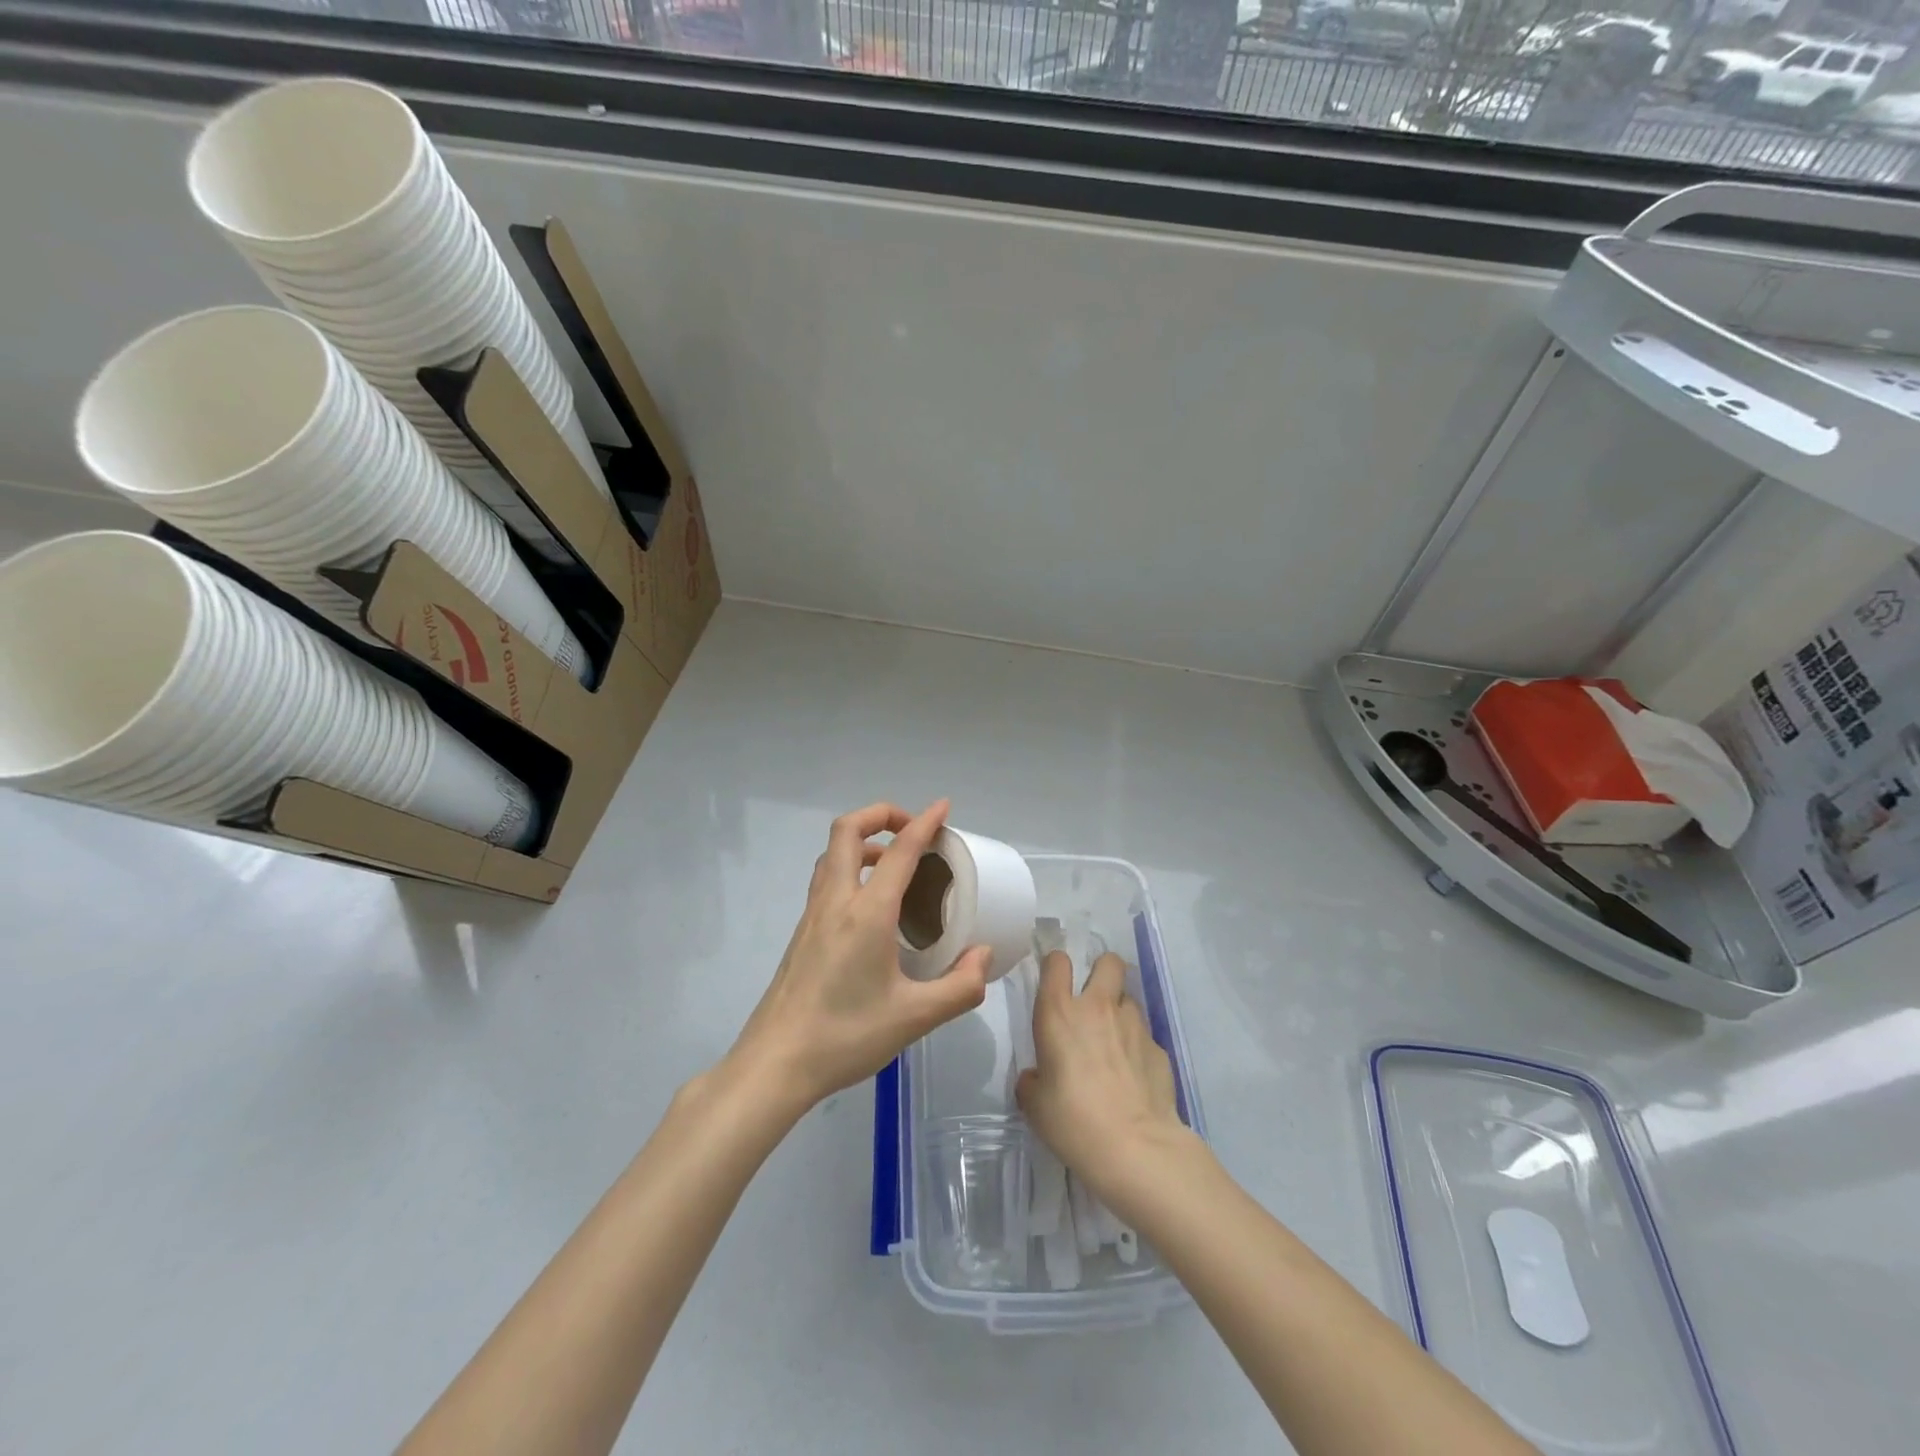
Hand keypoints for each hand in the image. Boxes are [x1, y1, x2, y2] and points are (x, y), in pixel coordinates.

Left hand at [728, 800, 991, 1111]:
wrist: (776, 1063)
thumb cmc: (845, 1036)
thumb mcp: (914, 1018)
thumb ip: (960, 987)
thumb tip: (982, 956)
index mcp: (867, 913)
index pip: (900, 851)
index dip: (924, 823)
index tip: (943, 807)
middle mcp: (836, 901)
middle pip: (847, 829)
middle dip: (881, 814)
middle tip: (912, 831)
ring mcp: (813, 914)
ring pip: (832, 853)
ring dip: (863, 840)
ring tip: (894, 863)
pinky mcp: (802, 931)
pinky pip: (827, 878)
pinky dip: (850, 867)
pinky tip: (871, 904)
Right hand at [1016, 950, 1188, 1199]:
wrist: (1135, 1148)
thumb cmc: (1073, 1121)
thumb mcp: (1035, 1105)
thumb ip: (1032, 1080)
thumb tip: (1038, 1077)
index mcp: (1060, 1013)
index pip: (1057, 962)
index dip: (1055, 965)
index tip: (1054, 981)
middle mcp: (1099, 1007)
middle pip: (1108, 962)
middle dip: (1102, 971)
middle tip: (1094, 999)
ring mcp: (1134, 1025)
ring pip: (1128, 999)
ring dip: (1119, 1013)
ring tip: (1114, 1045)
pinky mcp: (1159, 1048)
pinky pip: (1144, 1036)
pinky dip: (1137, 1048)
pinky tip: (1133, 1077)